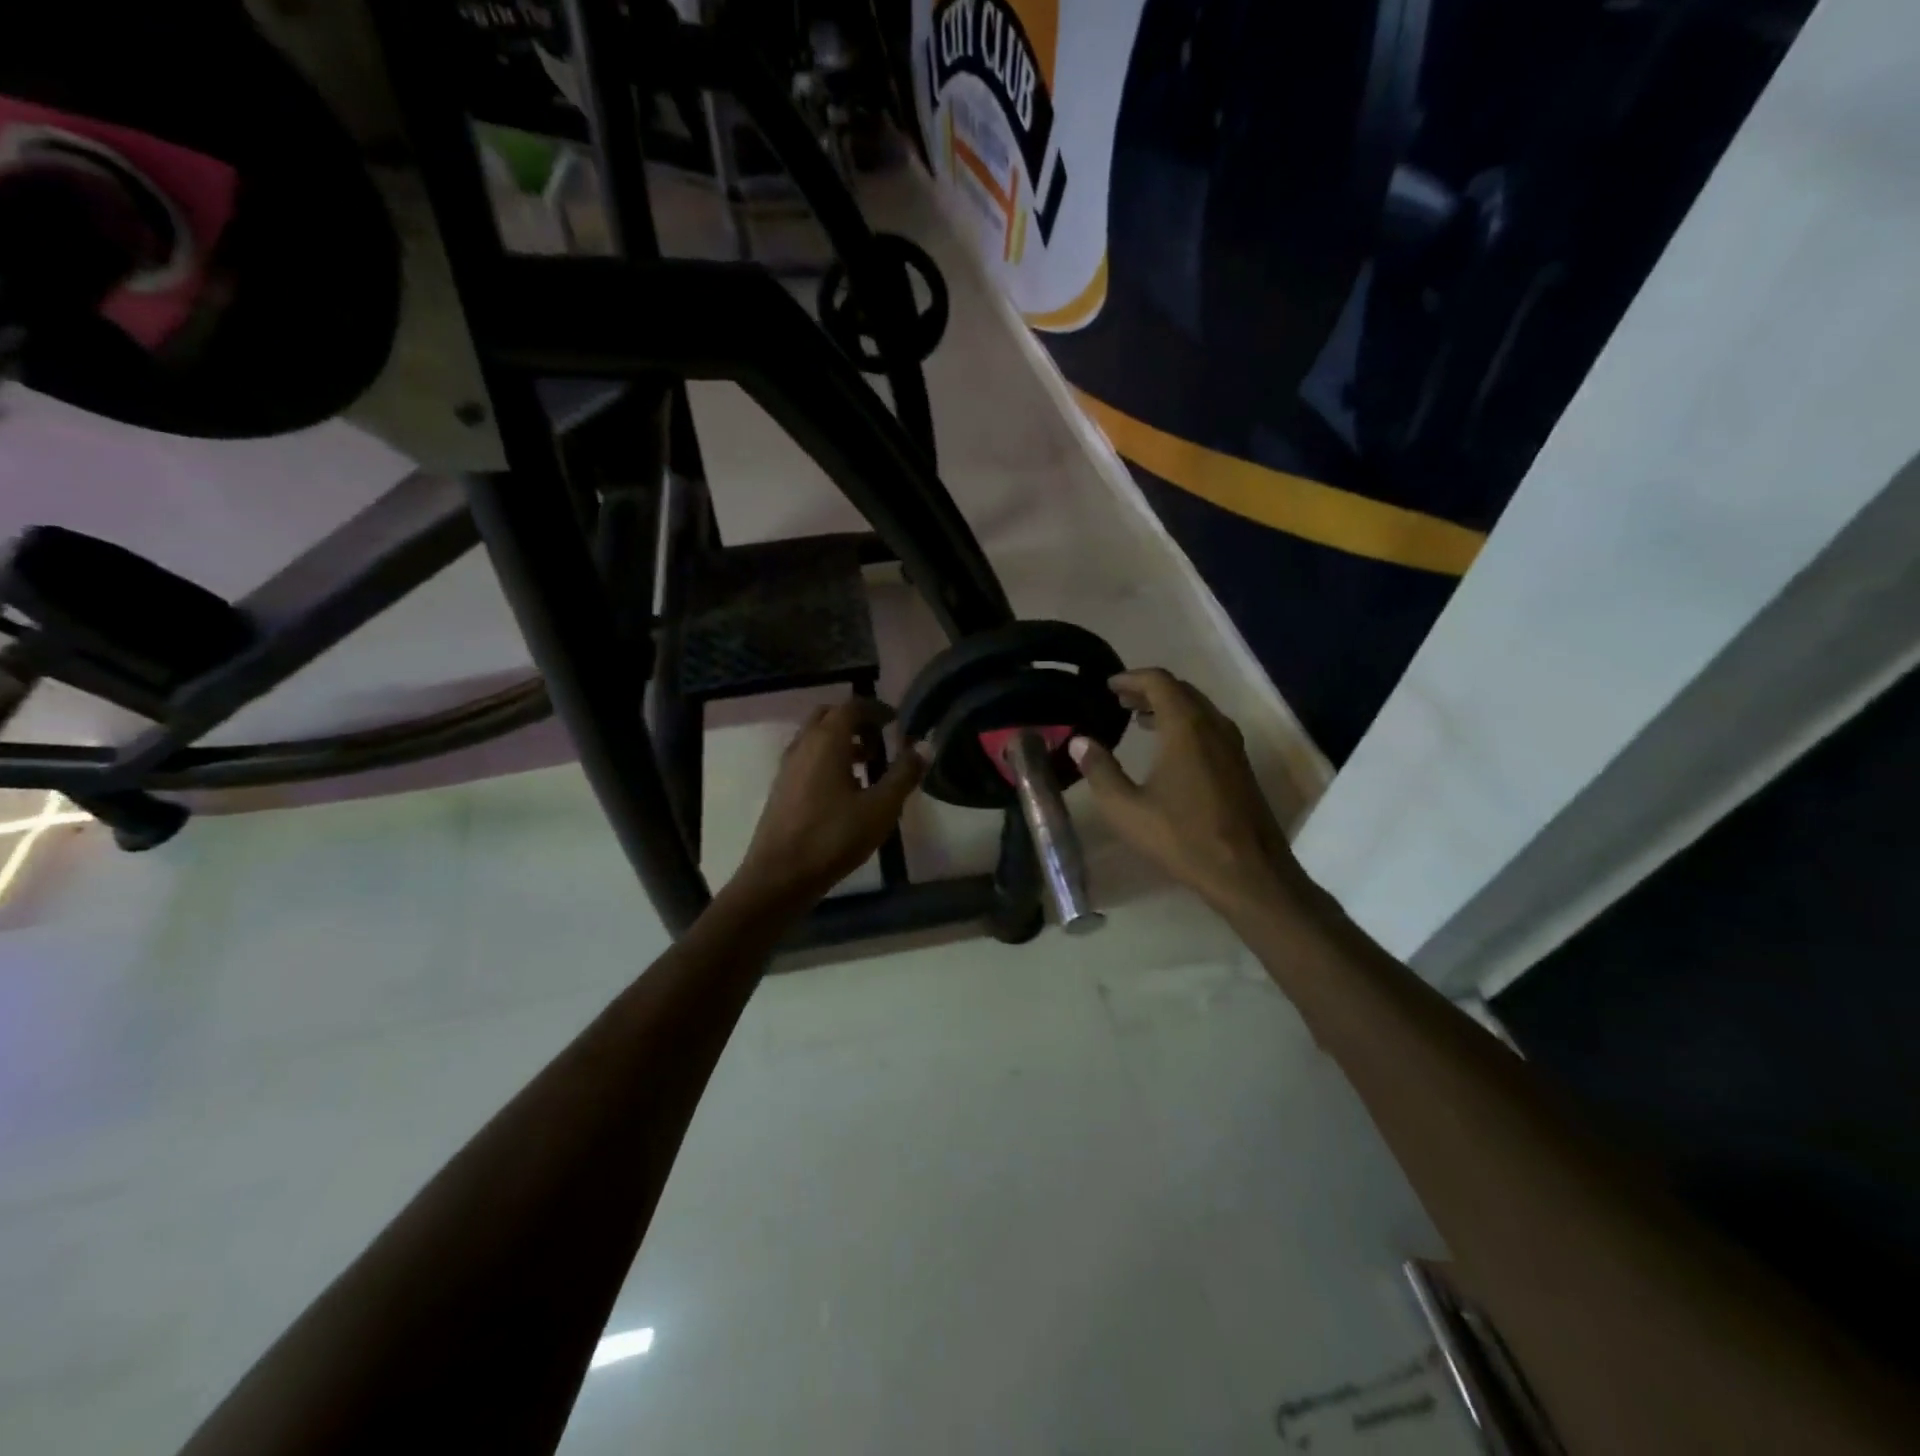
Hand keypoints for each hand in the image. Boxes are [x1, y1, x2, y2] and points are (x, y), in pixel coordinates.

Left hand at [731, 698, 925, 909]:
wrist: (779, 876)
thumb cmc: (834, 838)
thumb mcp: (880, 808)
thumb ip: (904, 774)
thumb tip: (926, 745)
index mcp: (827, 741)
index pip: (852, 707)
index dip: (876, 709)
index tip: (896, 720)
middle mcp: (803, 744)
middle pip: (829, 716)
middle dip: (856, 721)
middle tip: (880, 740)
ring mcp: (787, 766)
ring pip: (815, 737)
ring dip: (841, 741)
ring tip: (868, 765)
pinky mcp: (781, 787)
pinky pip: (807, 757)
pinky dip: (827, 758)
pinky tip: (845, 789)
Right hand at [1069, 669, 1309, 915]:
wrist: (1248, 872)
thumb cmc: (1183, 838)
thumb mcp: (1127, 809)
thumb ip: (1100, 771)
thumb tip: (1079, 742)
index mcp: (1186, 728)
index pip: (1159, 681)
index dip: (1131, 678)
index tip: (1108, 685)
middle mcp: (1214, 726)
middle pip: (1181, 690)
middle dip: (1148, 690)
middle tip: (1119, 700)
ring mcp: (1232, 746)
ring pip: (1198, 708)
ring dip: (1168, 706)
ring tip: (1137, 720)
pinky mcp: (1240, 765)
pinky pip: (1209, 727)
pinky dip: (1184, 723)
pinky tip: (1168, 749)